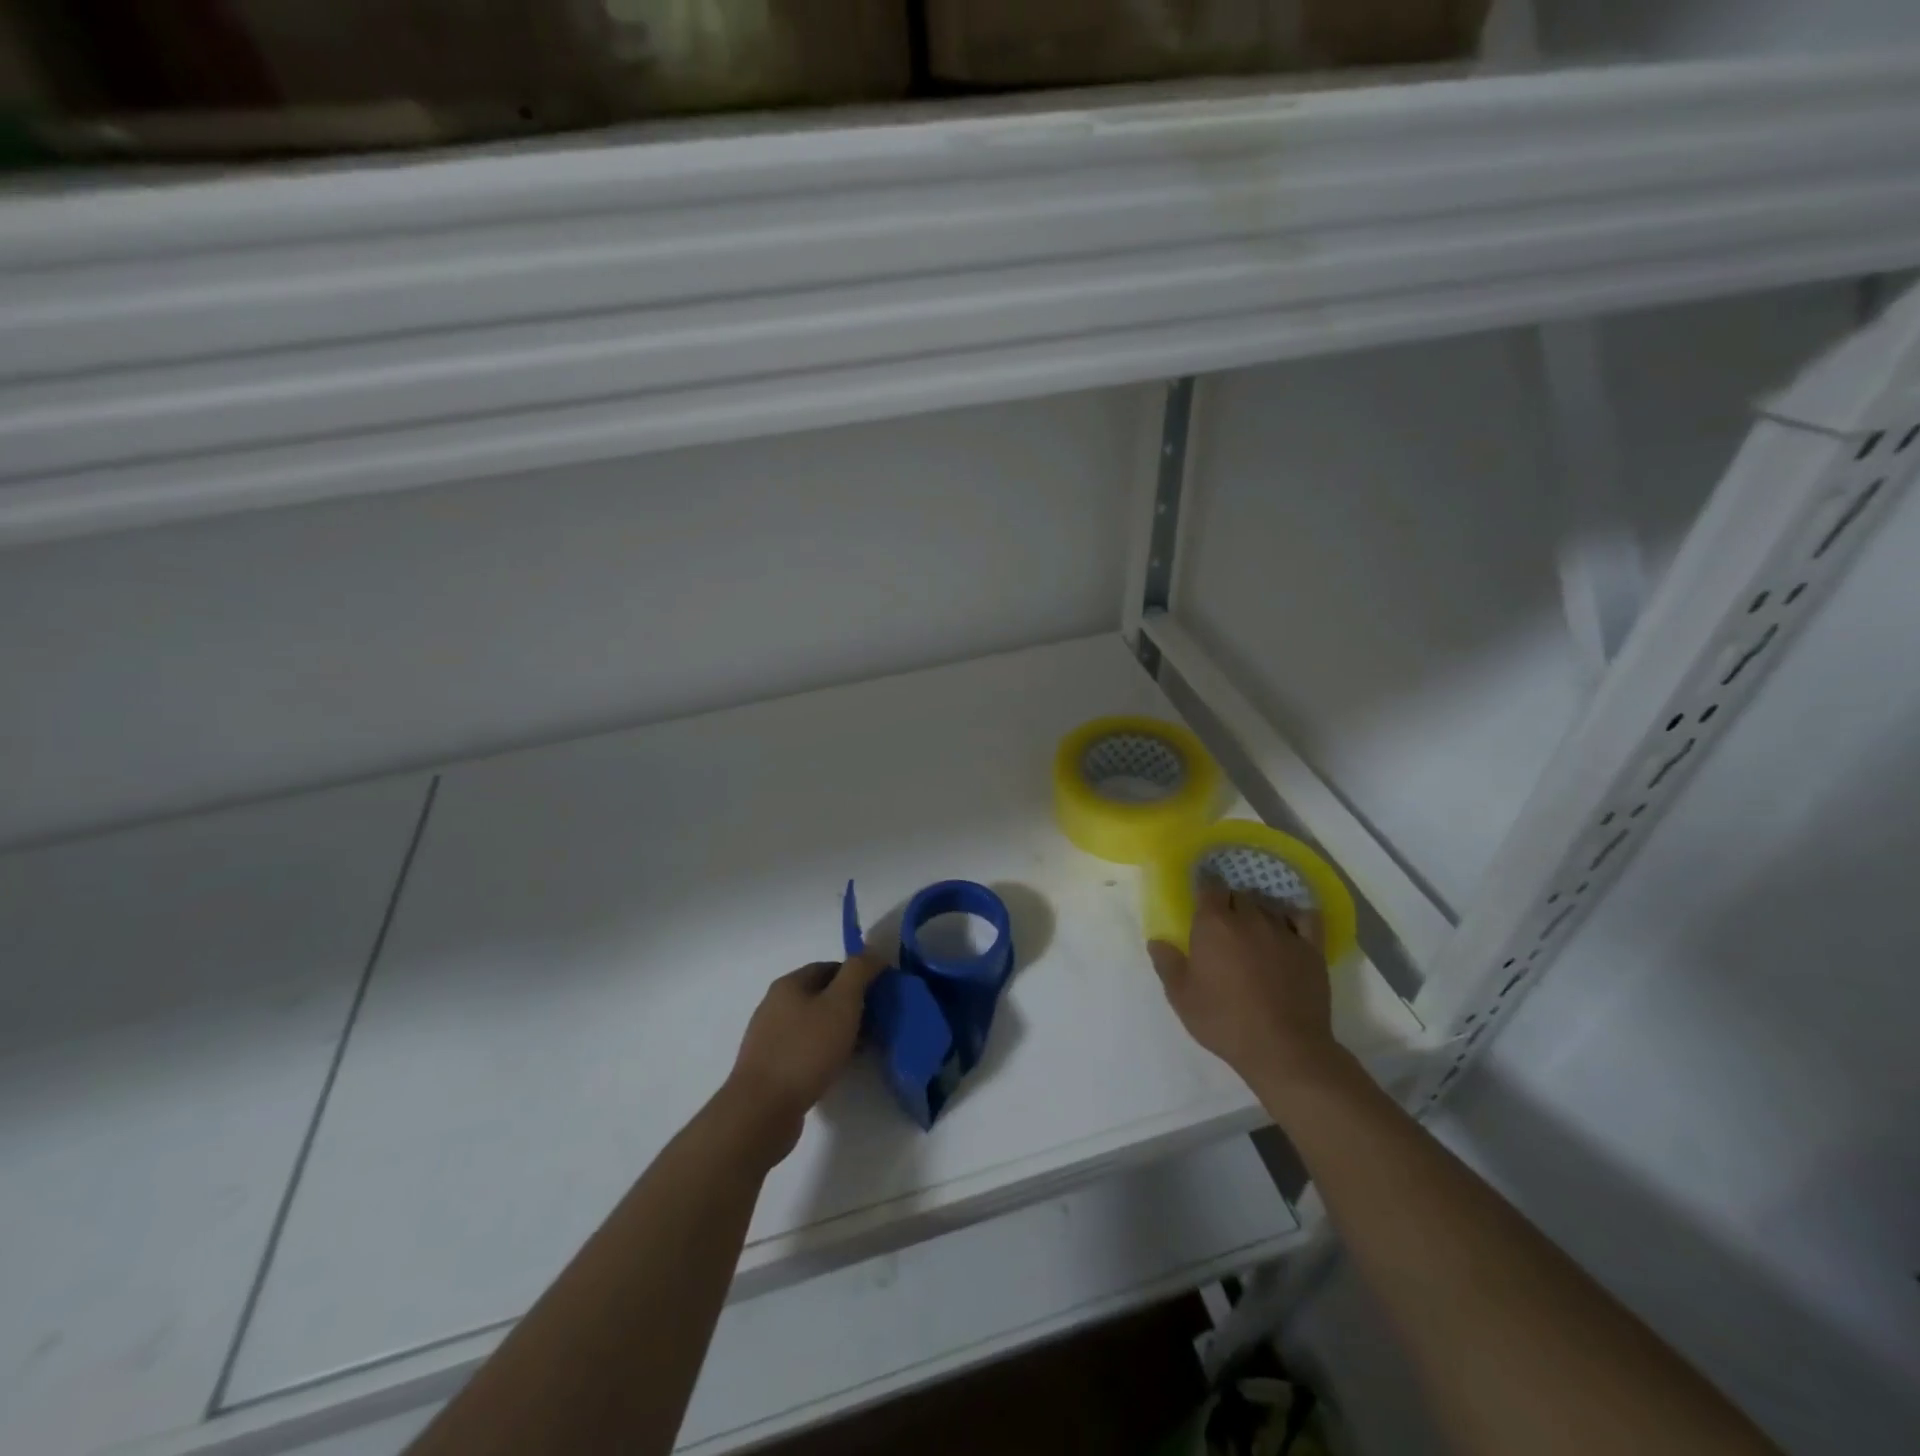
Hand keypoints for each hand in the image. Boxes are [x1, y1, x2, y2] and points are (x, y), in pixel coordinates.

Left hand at [725, 953, 885, 1160]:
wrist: (761, 1111)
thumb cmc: (805, 1050)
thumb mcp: (841, 1004)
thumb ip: (859, 972)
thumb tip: (872, 953)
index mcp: (789, 984)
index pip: (830, 967)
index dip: (857, 976)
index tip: (879, 994)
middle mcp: (774, 1005)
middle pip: (820, 995)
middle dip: (850, 1005)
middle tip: (875, 1022)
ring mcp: (768, 1037)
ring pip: (813, 1024)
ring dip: (838, 1031)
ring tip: (860, 1048)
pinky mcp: (769, 1067)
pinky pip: (803, 1049)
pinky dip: (823, 1052)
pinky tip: (836, 1068)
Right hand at [1148, 879, 1348, 1111]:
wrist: (1284, 1048)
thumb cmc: (1224, 1020)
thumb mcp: (1181, 997)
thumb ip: (1167, 964)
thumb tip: (1156, 941)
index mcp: (1214, 924)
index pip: (1209, 887)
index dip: (1205, 890)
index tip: (1201, 900)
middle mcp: (1249, 918)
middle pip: (1239, 894)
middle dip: (1230, 903)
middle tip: (1224, 925)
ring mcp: (1284, 931)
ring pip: (1269, 905)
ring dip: (1258, 911)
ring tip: (1254, 930)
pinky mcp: (1312, 948)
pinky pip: (1306, 918)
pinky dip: (1296, 915)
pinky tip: (1291, 924)